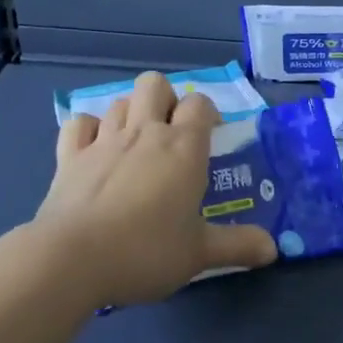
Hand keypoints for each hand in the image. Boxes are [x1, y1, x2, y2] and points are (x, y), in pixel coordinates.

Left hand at [33, 72, 277, 305]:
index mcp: (182, 147)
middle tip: (171, 134)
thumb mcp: (199, 254)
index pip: (200, 104)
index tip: (211, 137)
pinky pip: (79, 123)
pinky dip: (88, 130)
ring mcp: (104, 140)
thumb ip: (237, 246)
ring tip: (136, 143)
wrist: (72, 258)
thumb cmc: (145, 251)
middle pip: (155, 84)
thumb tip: (273, 249)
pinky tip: (94, 150)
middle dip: (165, 99)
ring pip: (120, 100)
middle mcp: (145, 132)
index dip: (208, 113)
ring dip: (131, 113)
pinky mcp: (69, 155)